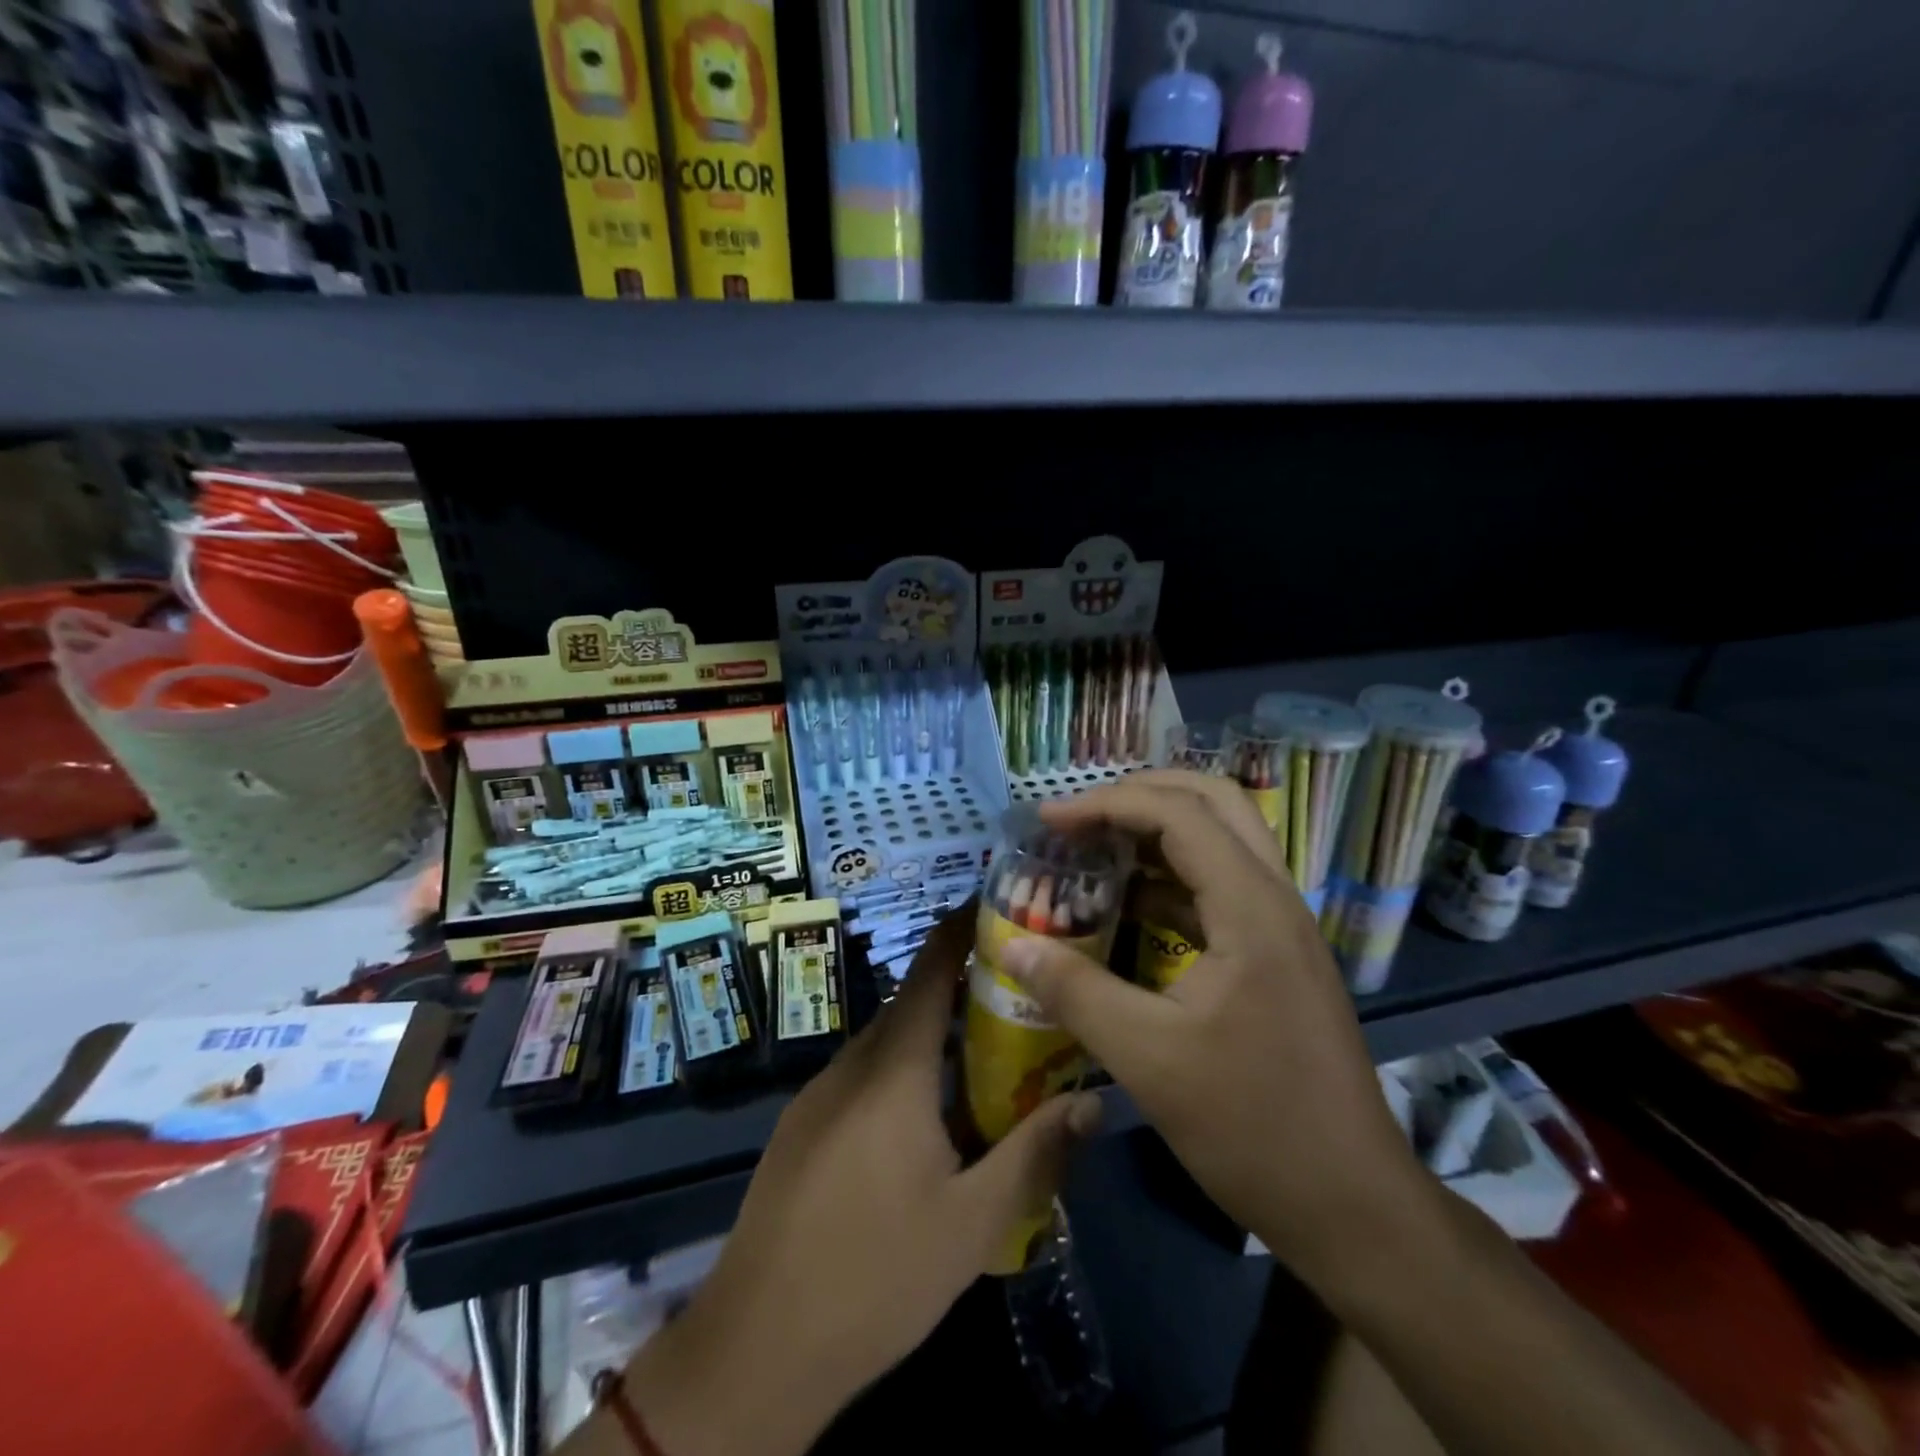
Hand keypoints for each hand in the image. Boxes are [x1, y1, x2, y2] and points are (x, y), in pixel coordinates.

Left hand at [615, 910, 1101, 1455]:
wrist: (756, 1347)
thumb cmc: (875, 1276)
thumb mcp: (973, 1223)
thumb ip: (1035, 1155)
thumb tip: (1092, 1103)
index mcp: (893, 1069)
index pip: (932, 970)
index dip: (963, 928)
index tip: (999, 903)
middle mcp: (852, 1064)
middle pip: (913, 1005)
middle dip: (964, 990)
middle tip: (1019, 995)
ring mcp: (818, 1096)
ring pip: (887, 1045)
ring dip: (933, 1039)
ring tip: (986, 1057)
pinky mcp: (801, 1128)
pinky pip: (862, 1078)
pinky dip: (902, 1073)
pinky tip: (928, 1121)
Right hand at [1000, 770, 1424, 1285]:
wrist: (1351, 1203)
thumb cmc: (1251, 1126)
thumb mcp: (1146, 1058)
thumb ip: (1074, 992)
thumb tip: (1013, 947)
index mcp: (1251, 907)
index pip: (1178, 813)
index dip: (1106, 804)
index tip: (1048, 822)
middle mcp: (1274, 898)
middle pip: (1213, 802)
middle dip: (1140, 796)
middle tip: (1080, 818)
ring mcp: (1281, 925)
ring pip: (1222, 839)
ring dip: (1157, 831)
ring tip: (1095, 850)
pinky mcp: (1277, 954)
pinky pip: (1221, 885)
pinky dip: (1171, 877)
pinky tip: (1128, 905)